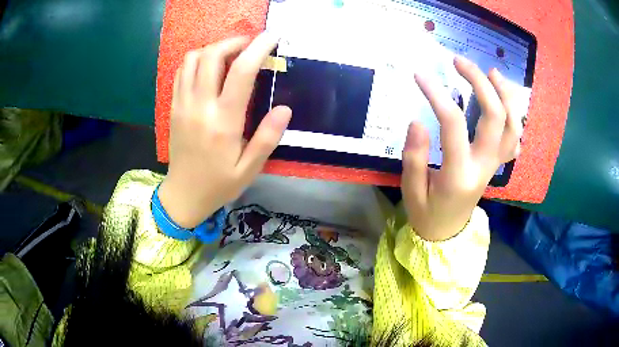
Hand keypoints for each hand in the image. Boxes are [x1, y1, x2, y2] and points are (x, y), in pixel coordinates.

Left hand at [158, 34, 291, 227]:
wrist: (183, 194)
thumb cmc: (219, 184)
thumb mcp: (250, 169)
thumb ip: (267, 138)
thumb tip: (285, 109)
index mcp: (224, 122)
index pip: (241, 72)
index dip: (258, 48)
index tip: (272, 37)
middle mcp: (200, 106)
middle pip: (213, 55)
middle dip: (234, 42)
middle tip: (250, 46)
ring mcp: (183, 104)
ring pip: (193, 59)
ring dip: (214, 49)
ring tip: (230, 56)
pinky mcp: (174, 107)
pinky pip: (182, 72)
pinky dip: (197, 61)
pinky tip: (209, 69)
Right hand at [402, 56, 522, 240]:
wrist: (448, 233)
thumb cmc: (426, 213)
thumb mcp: (411, 191)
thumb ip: (414, 156)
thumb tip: (416, 120)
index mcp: (459, 174)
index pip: (453, 125)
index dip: (437, 94)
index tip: (420, 75)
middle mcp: (484, 166)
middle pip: (495, 116)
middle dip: (480, 83)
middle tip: (460, 62)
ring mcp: (495, 165)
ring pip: (513, 125)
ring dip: (506, 95)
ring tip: (492, 72)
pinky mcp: (497, 165)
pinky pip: (514, 137)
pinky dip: (515, 115)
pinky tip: (506, 100)